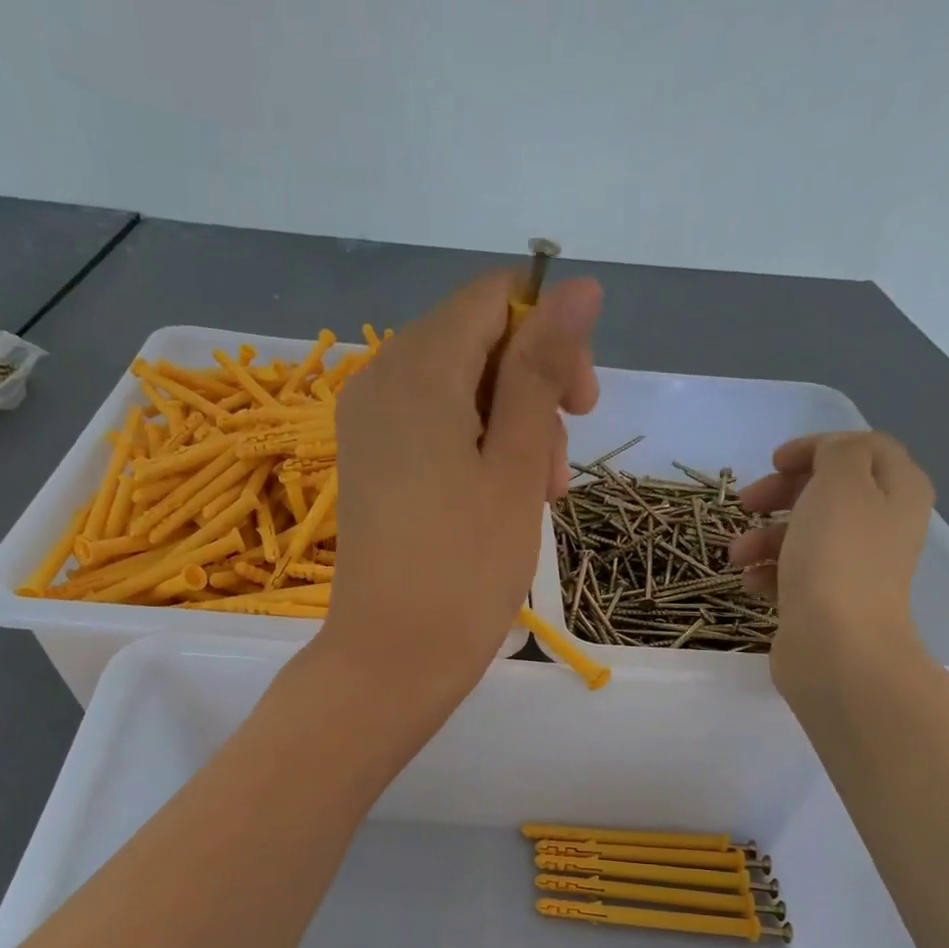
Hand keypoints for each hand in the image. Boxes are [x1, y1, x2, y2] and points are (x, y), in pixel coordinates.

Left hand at [320, 271, 601, 708]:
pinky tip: (496, 503)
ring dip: (510, 430)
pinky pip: (430, 430)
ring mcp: (367, 426)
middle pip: (475, 344)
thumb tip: (577, 286)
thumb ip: (542, 371)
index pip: (494, 300)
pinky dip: (472, 452)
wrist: (391, 659)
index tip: (581, 407)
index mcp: (417, 369)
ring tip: (536, 500)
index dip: (549, 337)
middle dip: (532, 393)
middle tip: (558, 472)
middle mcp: (380, 381)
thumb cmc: (465, 570)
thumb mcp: (517, 467)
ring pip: (457, 391)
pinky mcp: (368, 467)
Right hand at [727, 431, 934, 697]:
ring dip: (765, 537)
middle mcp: (882, 526)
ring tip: (737, 555)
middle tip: (747, 503)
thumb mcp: (840, 485)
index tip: (773, 461)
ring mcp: (855, 567)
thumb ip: (837, 454)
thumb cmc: (837, 559)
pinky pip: (795, 574)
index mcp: (898, 491)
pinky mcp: (827, 601)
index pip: (863, 449)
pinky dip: (769, 572)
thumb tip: (829, 457)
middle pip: (830, 492)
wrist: (836, 646)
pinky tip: (750, 582)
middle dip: (783, 493)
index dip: (817, 448)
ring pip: (805, 535)